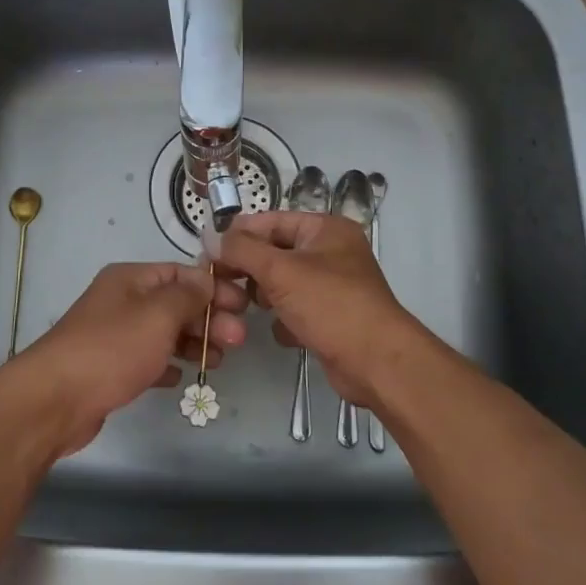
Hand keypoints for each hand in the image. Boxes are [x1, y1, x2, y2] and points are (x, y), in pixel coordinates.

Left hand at [2, 261, 248, 457]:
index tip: (242, 306)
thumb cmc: (111, 349)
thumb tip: (207, 278)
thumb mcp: (158, 315)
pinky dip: (167, 365)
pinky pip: (147, 360)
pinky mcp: (109, 368)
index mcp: (130, 279)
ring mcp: (113, 336)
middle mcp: (121, 301)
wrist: (54, 400)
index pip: (180, 272)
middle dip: (208, 318)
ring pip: (163, 333)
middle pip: (174, 303)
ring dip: (193, 343)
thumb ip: (188, 295)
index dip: (213, 287)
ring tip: (217, 362)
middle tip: (238, 340)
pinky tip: (181, 377)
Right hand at [214, 211, 430, 405]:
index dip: (239, 234)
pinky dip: (285, 319)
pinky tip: (284, 332)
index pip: (271, 221)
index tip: (208, 252)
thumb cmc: (330, 305)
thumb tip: (211, 235)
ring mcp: (332, 286)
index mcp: (325, 229)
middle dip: (250, 269)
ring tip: (248, 308)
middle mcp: (331, 252)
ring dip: (265, 296)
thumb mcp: (280, 271)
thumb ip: (242, 250)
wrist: (377, 363)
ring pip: (282, 283)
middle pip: (275, 252)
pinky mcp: (331, 317)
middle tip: (222, 284)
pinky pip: (295, 309)